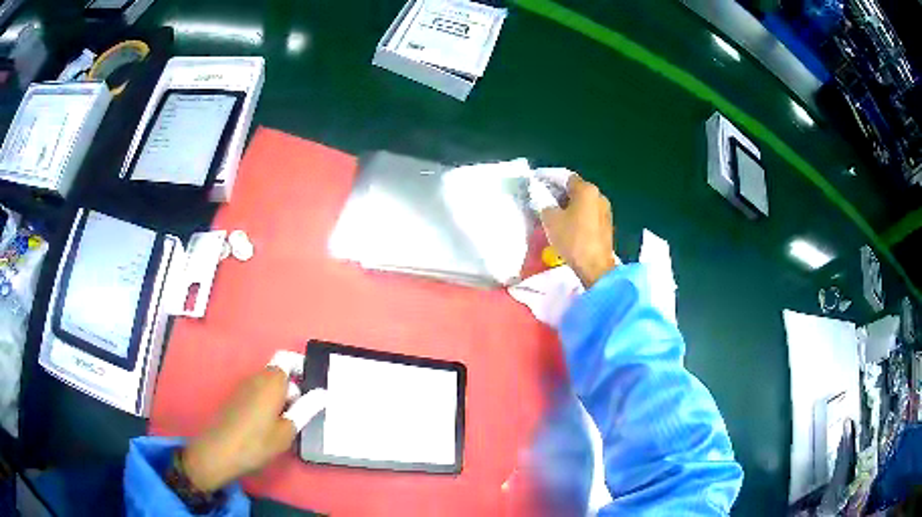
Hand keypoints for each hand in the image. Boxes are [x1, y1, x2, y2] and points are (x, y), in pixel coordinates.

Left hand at [182, 352, 325, 492]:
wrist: (220, 451)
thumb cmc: (257, 442)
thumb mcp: (287, 430)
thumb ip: (305, 409)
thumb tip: (323, 393)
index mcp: (272, 381)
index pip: (289, 359)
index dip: (302, 369)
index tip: (312, 391)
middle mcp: (256, 377)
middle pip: (280, 373)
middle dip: (292, 389)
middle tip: (299, 416)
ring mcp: (244, 386)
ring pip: (268, 384)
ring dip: (279, 398)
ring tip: (284, 424)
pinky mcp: (236, 397)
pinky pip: (257, 391)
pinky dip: (267, 402)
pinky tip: (267, 426)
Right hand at [539, 175, 616, 286]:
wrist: (595, 266)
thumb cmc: (572, 239)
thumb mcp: (550, 219)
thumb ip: (544, 203)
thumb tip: (545, 200)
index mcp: (586, 189)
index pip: (565, 177)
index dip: (550, 180)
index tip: (538, 186)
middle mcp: (599, 195)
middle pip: (576, 190)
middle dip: (560, 195)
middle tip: (544, 203)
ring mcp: (606, 211)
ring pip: (583, 203)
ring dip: (570, 207)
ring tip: (555, 217)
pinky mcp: (607, 225)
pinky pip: (589, 215)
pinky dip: (579, 217)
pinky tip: (569, 227)